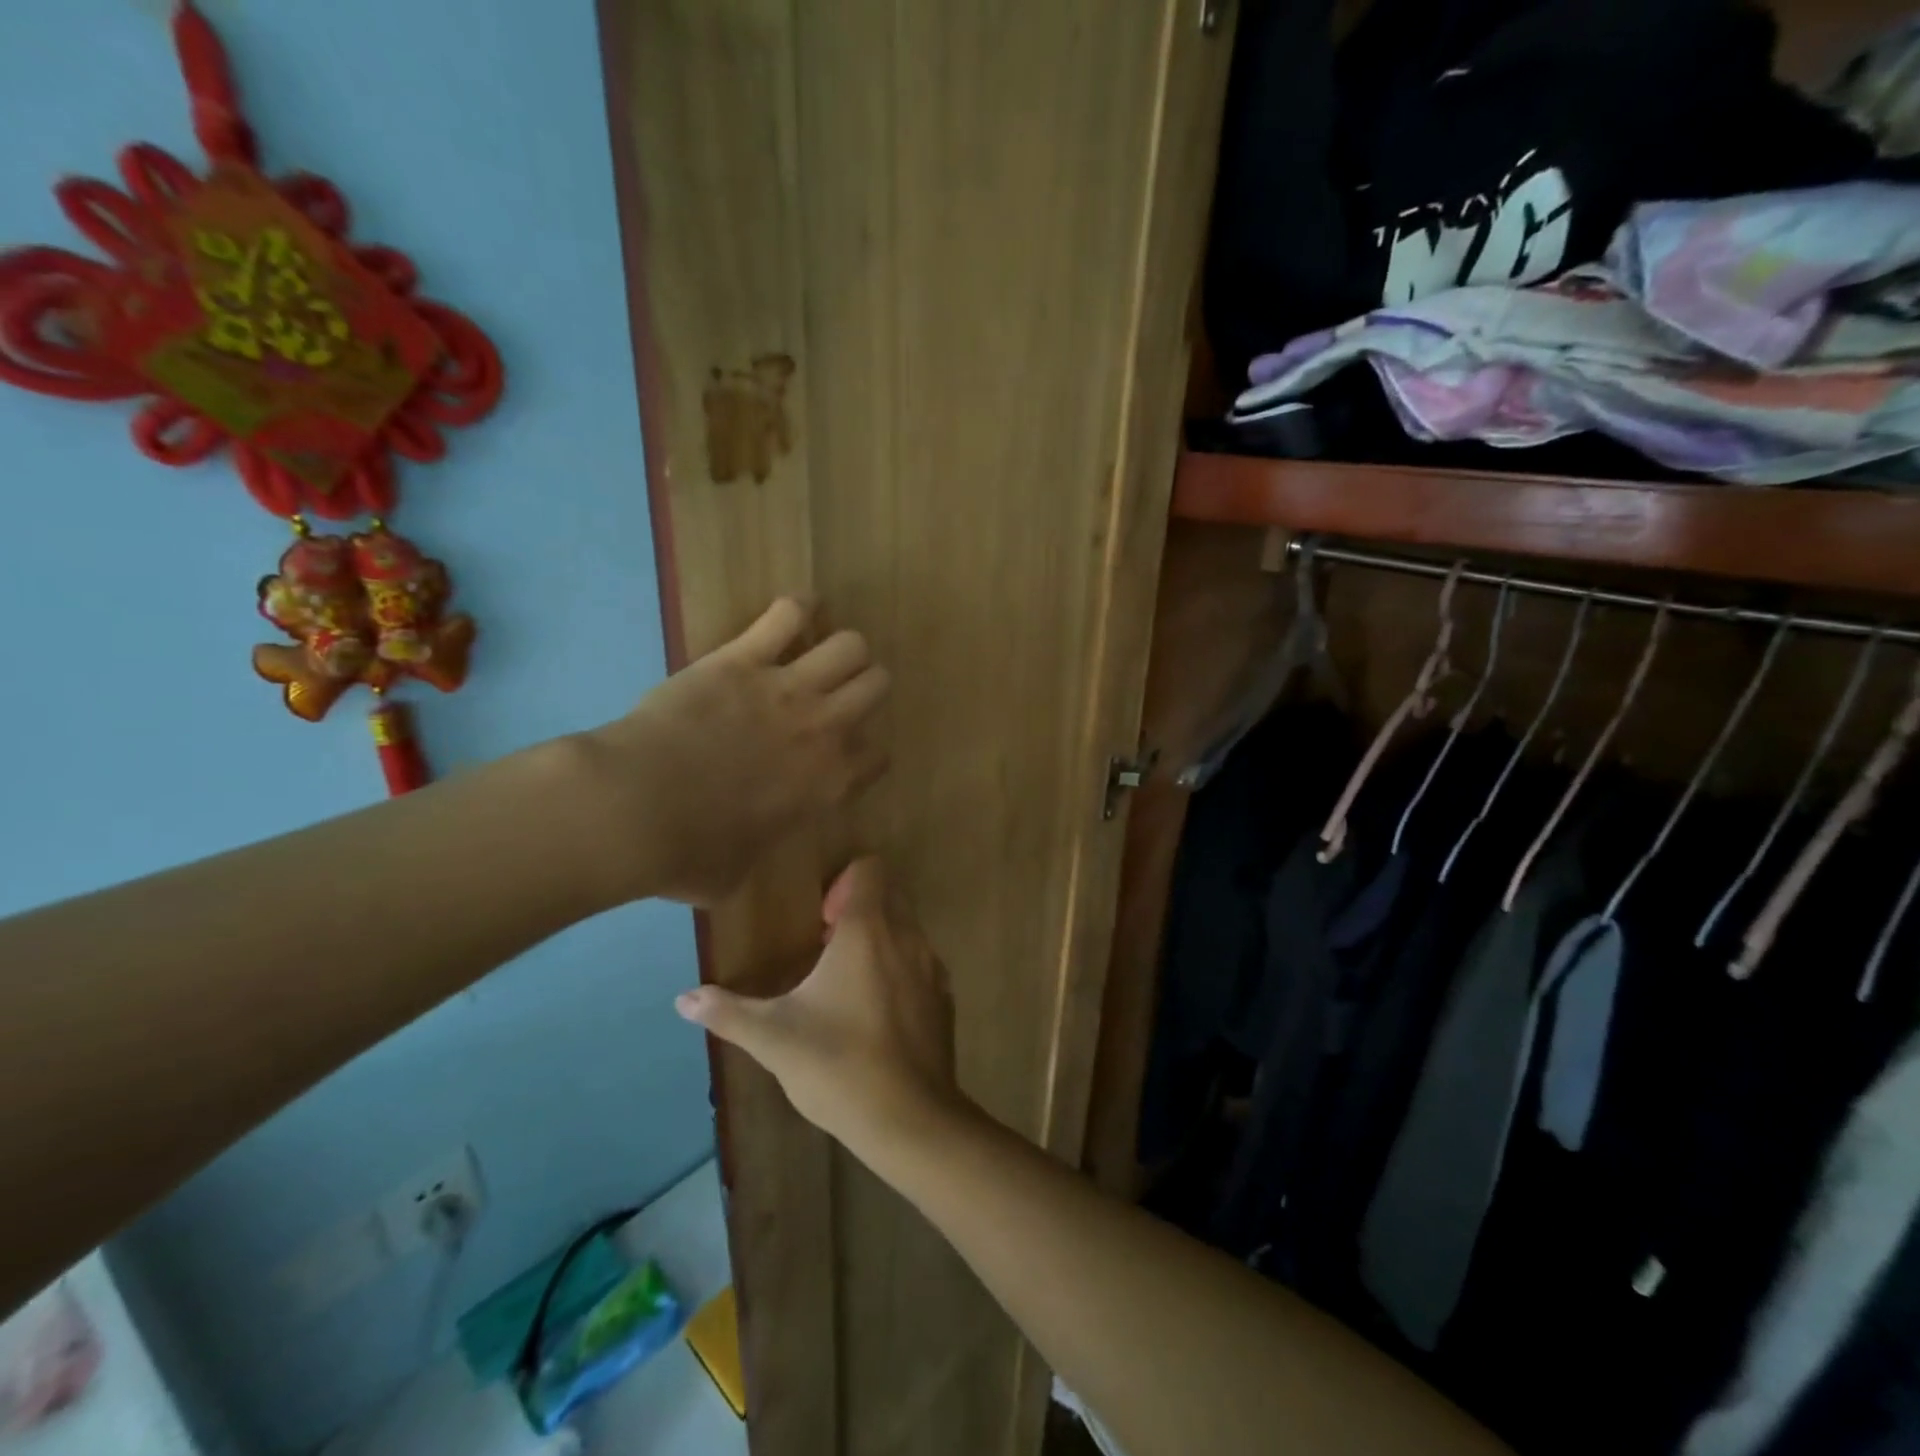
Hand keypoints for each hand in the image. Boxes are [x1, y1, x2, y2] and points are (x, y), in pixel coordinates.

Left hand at [585, 599, 889, 904]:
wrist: (636, 810)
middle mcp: (823, 730)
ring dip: (841, 649)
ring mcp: (787, 688)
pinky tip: (795, 612)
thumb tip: (741, 853)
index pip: (877, 756)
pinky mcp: (744, 657)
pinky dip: (798, 608)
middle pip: (876, 686)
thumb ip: (755, 854)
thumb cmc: (687, 854)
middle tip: (836, 693)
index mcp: (828, 785)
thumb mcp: (734, 875)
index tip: (845, 753)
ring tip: (819, 651)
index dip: (865, 751)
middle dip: (863, 687)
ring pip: (850, 646)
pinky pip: (789, 614)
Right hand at [674, 858, 966, 1157]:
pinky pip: (922, 963)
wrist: (910, 1118)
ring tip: (847, 982)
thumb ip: (727, 1012)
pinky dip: (901, 970)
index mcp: (867, 931)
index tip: (820, 920)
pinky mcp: (945, 997)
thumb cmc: (838, 1064)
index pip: (869, 869)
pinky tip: (876, 1013)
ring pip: (907, 929)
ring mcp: (932, 967)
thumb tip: (683, 999)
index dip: (844, 883)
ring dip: (880, 939)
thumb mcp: (773, 1037)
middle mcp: (907, 936)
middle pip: (889, 895)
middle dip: (859, 909)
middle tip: (826, 948)